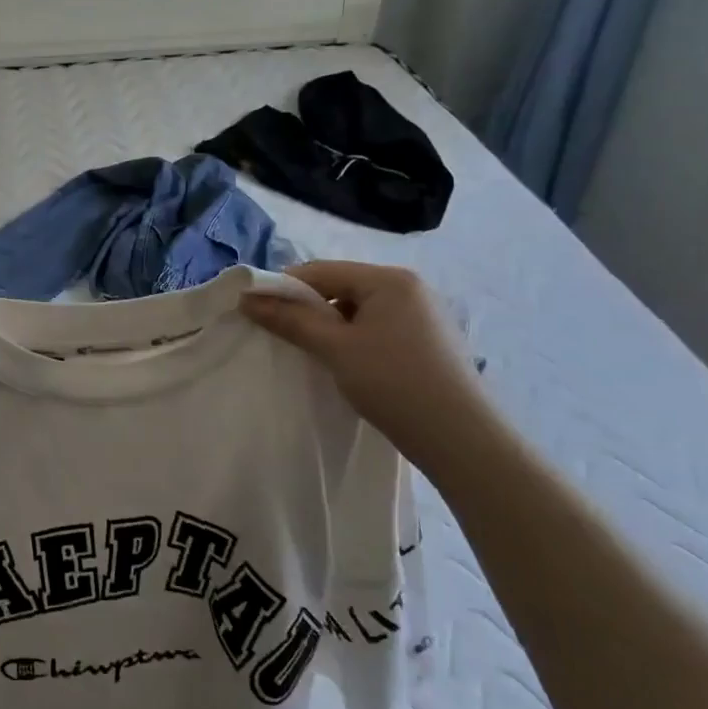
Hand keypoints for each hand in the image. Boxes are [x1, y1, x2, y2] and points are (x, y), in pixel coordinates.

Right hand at [241, 261, 503, 470]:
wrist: (461, 437)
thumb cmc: (393, 382)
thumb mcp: (334, 348)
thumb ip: (290, 319)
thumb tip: (247, 298)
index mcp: (388, 279)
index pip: (320, 271)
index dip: (283, 289)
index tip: (255, 313)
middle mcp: (409, 288)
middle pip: (339, 287)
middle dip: (307, 308)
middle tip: (281, 336)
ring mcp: (422, 314)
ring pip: (357, 310)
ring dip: (329, 326)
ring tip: (311, 354)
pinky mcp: (427, 341)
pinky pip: (376, 327)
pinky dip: (353, 339)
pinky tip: (344, 364)